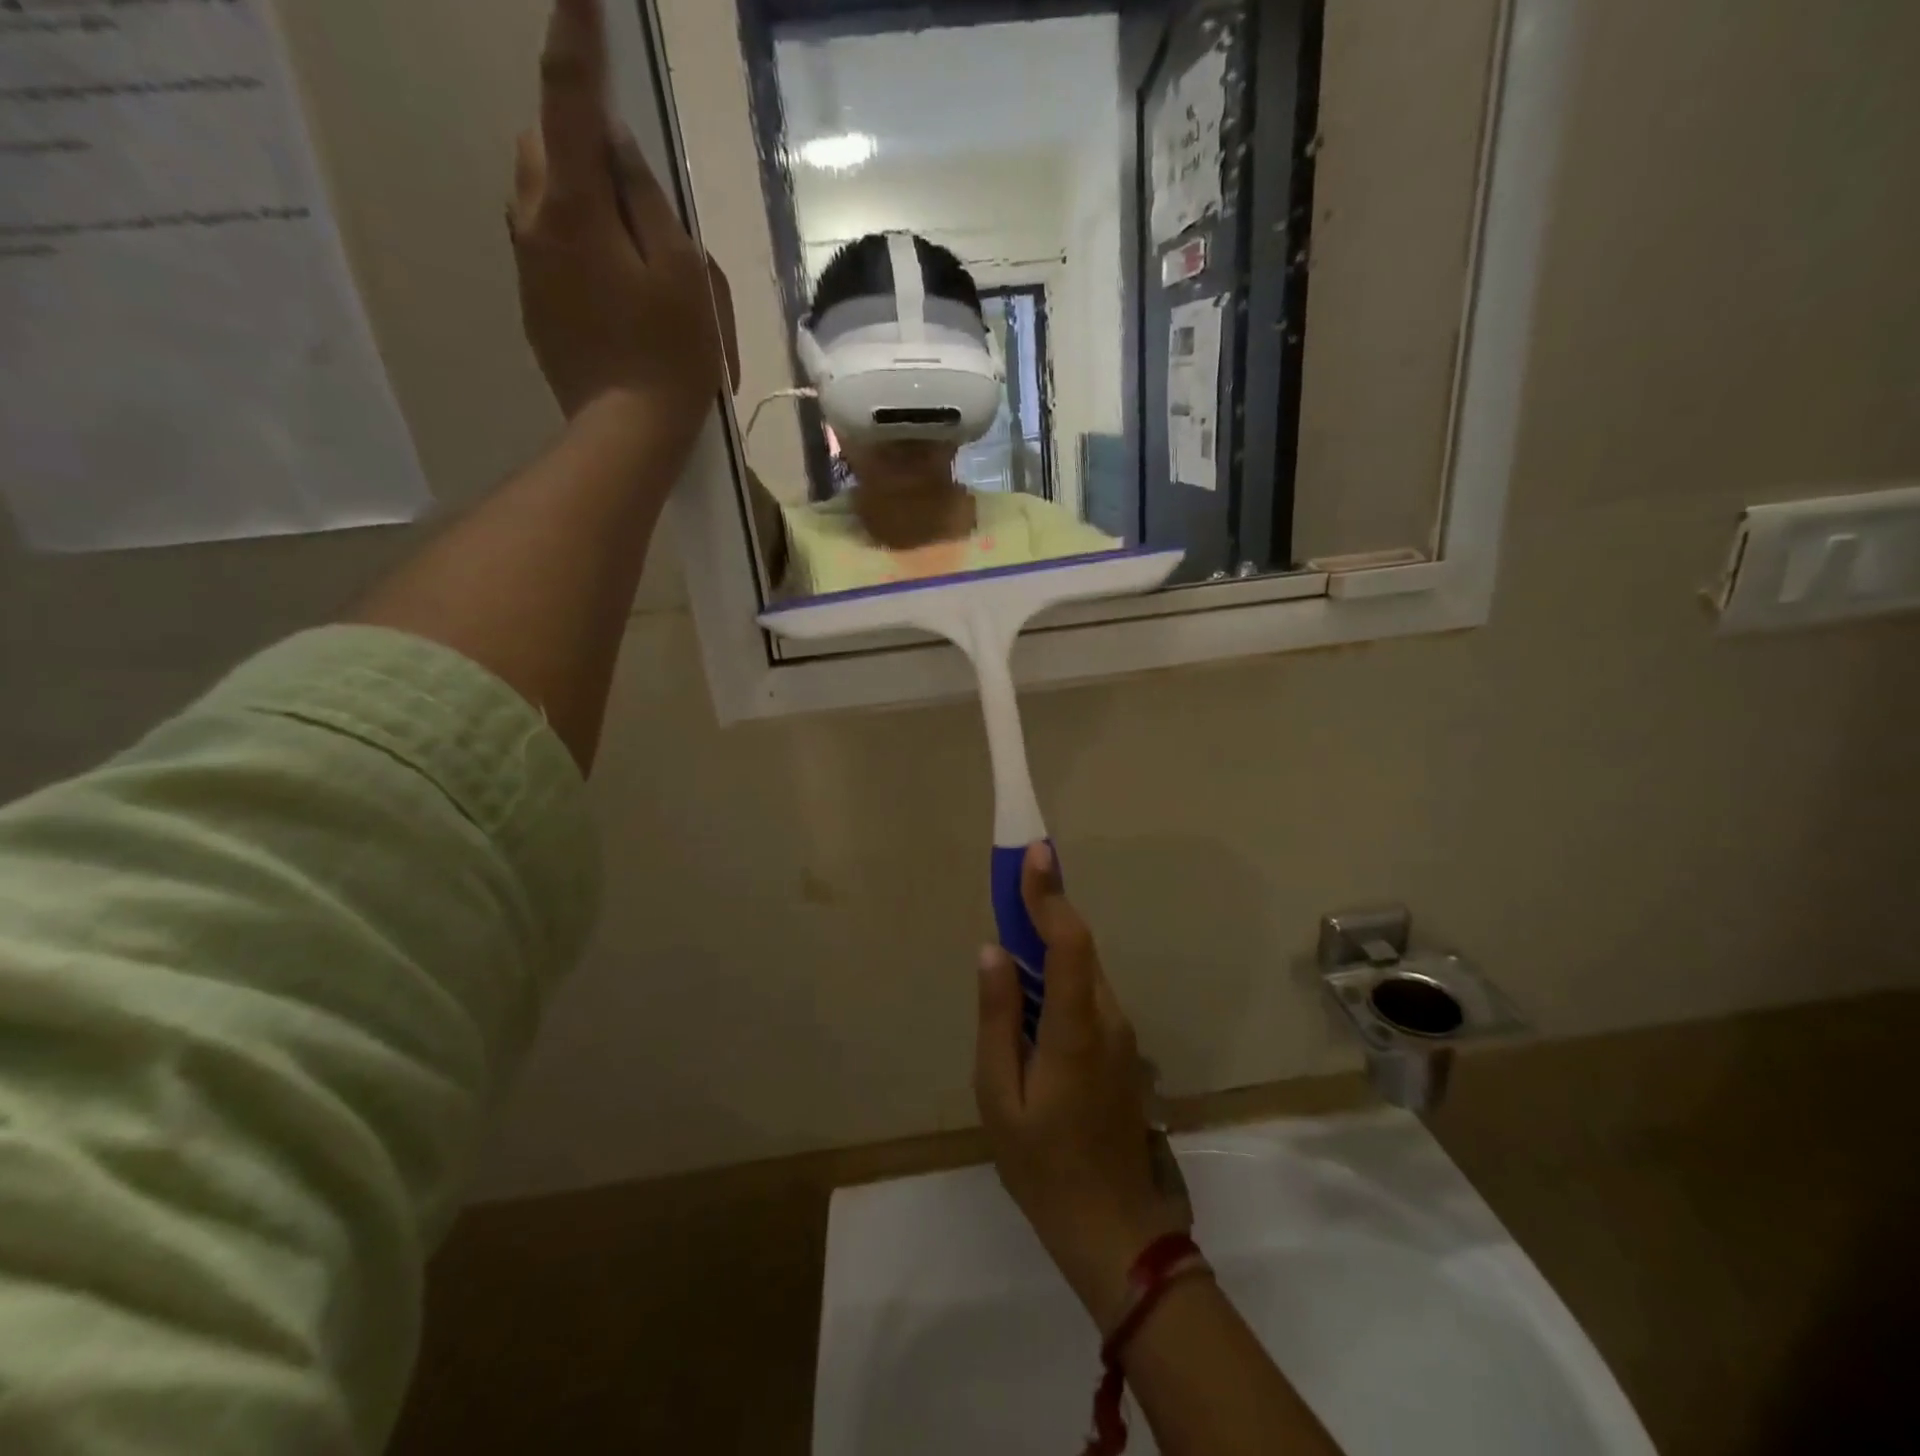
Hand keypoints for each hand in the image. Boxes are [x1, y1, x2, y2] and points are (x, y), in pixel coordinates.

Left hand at [510, 0, 727, 436]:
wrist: (626, 433)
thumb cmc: (670, 356)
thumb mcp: (683, 275)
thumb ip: (648, 202)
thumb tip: (617, 149)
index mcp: (573, 206)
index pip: (569, 101)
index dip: (577, 40)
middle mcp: (533, 222)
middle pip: (544, 145)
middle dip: (579, 142)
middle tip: (632, 188)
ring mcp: (527, 266)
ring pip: (541, 195)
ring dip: (578, 195)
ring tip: (630, 250)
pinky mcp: (533, 303)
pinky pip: (547, 244)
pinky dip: (577, 242)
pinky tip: (615, 289)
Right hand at [975, 844, 1190, 1332]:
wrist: (1114, 1227)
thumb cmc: (1043, 1166)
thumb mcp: (999, 1098)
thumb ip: (997, 1019)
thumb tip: (993, 951)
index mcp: (1075, 1029)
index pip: (1068, 942)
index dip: (1050, 893)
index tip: (1034, 853)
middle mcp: (1107, 1019)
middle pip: (1079, 947)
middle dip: (1048, 905)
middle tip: (1016, 872)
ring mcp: (1121, 1034)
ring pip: (1084, 968)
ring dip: (1053, 938)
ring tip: (1017, 920)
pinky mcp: (1121, 1048)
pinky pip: (1087, 992)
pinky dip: (1061, 970)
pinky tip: (1033, 982)